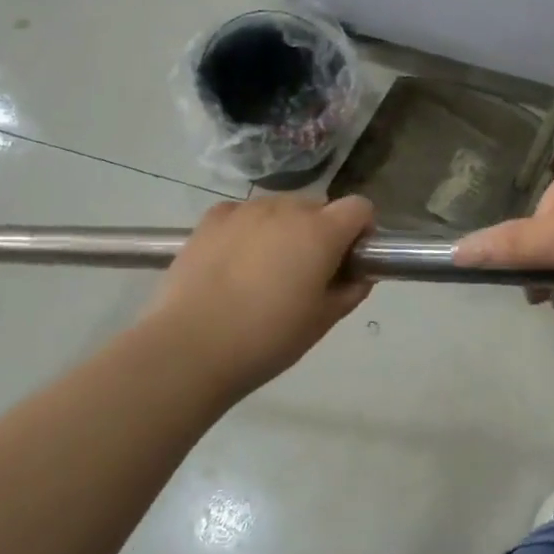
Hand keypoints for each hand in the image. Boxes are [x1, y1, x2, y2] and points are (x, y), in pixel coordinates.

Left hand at [144, 194, 374, 400]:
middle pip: (318, 207)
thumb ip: (350, 291)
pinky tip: (236, 264)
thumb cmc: (268, 338)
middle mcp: (285, 209)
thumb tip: (359, 275)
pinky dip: (249, 230)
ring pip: (280, 209)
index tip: (350, 260)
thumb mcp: (322, 322)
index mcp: (320, 232)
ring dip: (285, 230)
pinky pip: (244, 214)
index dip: (361, 231)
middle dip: (322, 232)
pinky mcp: (211, 219)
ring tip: (265, 271)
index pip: (359, 208)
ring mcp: (245, 210)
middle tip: (307, 274)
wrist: (192, 346)